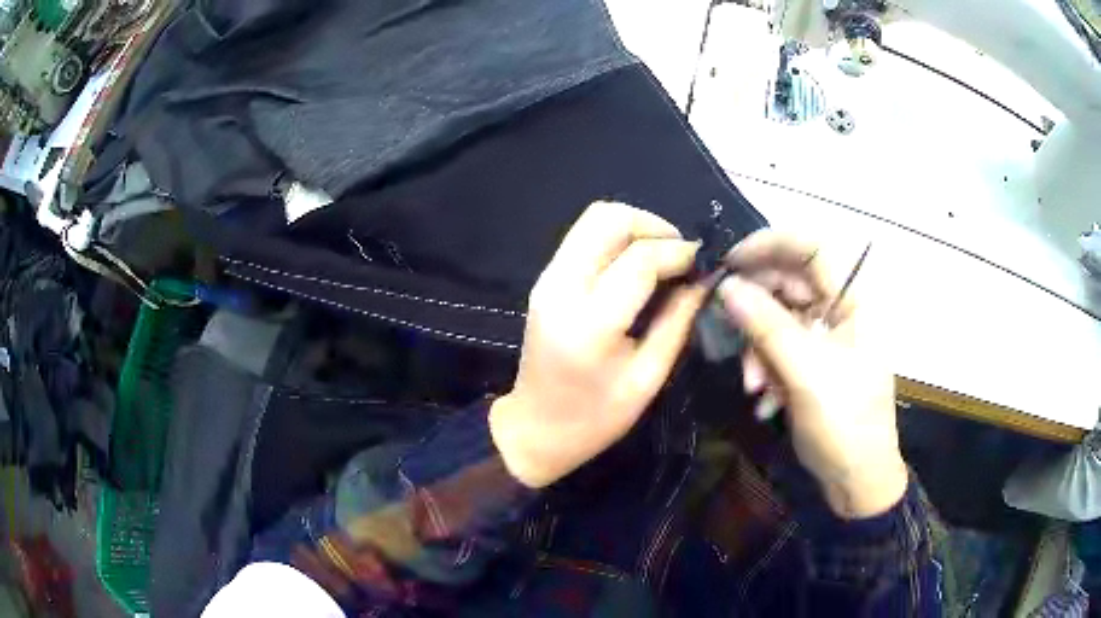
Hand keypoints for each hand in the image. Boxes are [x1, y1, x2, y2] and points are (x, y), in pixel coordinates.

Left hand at [490, 202, 707, 488]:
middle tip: (681, 254)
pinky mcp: (545, 279)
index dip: (678, 252)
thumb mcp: (648, 379)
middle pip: (608, 218)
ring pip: (593, 219)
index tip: (703, 260)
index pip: (640, 259)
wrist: (534, 428)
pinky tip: (637, 264)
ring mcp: (547, 279)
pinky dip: (616, 238)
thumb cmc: (595, 418)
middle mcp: (562, 287)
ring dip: (635, 227)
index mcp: (590, 322)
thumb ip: (677, 322)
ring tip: (663, 256)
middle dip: (653, 226)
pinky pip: (583, 237)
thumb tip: (703, 279)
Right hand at [719, 232, 906, 518]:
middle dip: (757, 310)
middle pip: (789, 283)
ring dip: (759, 349)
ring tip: (754, 386)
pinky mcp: (813, 361)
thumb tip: (726, 286)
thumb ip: (767, 326)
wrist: (856, 479)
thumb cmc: (845, 423)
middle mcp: (840, 310)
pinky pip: (780, 347)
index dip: (770, 245)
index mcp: (854, 301)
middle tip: (728, 328)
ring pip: (779, 318)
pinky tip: (766, 399)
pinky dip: (767, 368)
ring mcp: (826, 336)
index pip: (812, 248)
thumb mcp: (806, 374)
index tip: (730, 263)